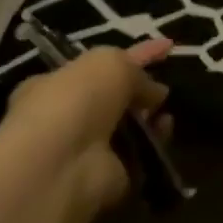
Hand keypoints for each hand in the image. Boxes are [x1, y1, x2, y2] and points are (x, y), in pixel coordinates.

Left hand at [3, 38, 172, 216]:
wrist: (61, 164)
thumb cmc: (77, 99)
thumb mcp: (109, 62)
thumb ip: (135, 68)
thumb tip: (155, 91)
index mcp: (54, 84)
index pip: (99, 65)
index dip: (133, 55)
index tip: (167, 47)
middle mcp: (66, 117)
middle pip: (112, 99)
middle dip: (140, 92)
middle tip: (162, 90)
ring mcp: (84, 149)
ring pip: (127, 128)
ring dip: (150, 119)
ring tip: (166, 113)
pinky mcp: (105, 176)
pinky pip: (138, 155)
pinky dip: (155, 143)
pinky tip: (164, 131)